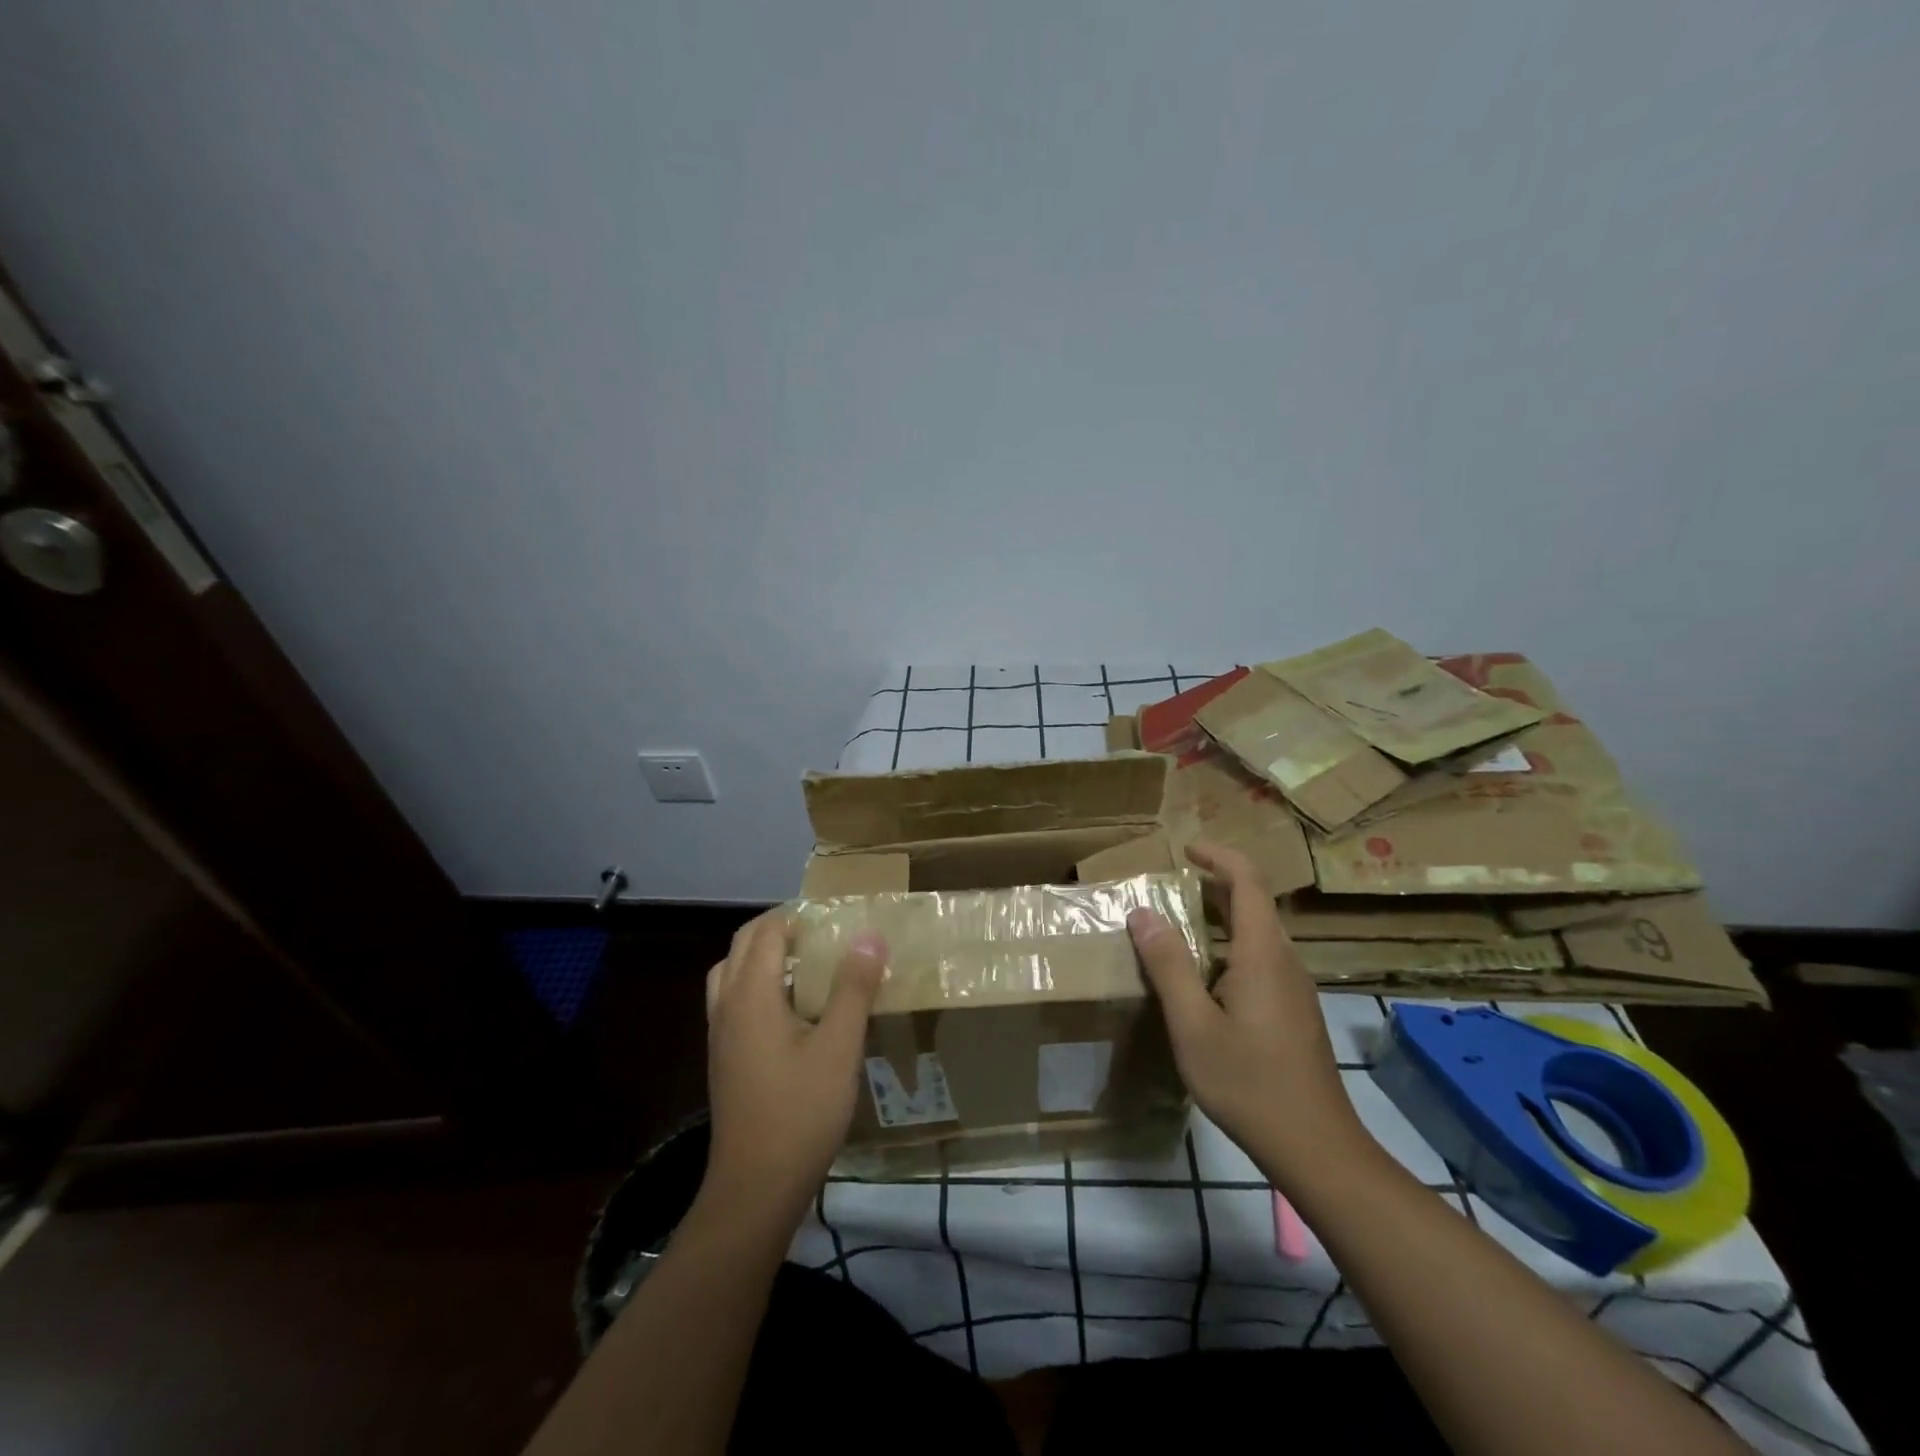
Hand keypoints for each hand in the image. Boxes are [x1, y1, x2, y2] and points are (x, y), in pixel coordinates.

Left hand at [699, 910, 886, 1225]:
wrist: (755, 1188)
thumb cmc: (801, 1111)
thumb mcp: (839, 1046)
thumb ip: (854, 987)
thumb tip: (869, 935)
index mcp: (751, 994)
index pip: (766, 931)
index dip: (797, 914)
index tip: (834, 913)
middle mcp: (727, 1005)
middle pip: (743, 946)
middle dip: (779, 928)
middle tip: (822, 931)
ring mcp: (721, 1034)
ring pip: (733, 973)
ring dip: (764, 956)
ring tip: (806, 962)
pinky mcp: (724, 1058)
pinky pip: (735, 1000)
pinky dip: (758, 985)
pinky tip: (794, 1009)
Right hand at [1127, 842, 1367, 1189]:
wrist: (1315, 1146)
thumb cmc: (1249, 1082)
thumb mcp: (1193, 1025)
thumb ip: (1168, 965)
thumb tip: (1142, 913)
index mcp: (1262, 953)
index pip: (1247, 881)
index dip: (1218, 856)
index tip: (1185, 849)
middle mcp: (1285, 961)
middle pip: (1254, 903)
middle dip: (1214, 884)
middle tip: (1172, 885)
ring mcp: (1294, 987)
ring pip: (1258, 933)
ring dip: (1222, 917)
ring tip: (1180, 926)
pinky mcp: (1295, 1011)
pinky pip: (1262, 959)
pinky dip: (1230, 946)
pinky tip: (1206, 977)